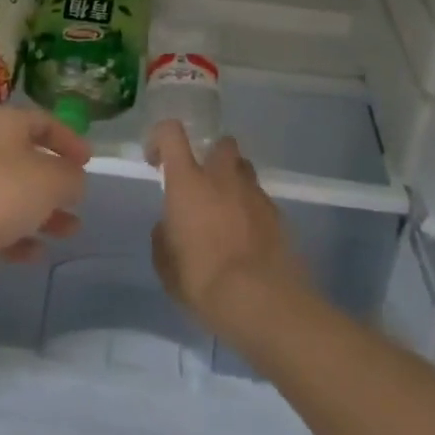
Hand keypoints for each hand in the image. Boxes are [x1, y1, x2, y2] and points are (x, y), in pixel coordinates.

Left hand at [0, 106, 90, 266]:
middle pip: (28, 159)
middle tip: (79, 201)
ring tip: (69, 232)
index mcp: (7, 123)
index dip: (69, 140)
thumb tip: (75, 180)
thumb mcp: (50, 181)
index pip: (45, 122)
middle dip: (57, 182)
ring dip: (42, 212)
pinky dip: (16, 235)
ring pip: (13, 193)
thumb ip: (71, 179)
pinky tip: (35, 254)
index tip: (89, 161)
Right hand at [148, 121, 310, 337]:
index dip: (160, 138)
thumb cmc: (204, 280)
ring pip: (244, 170)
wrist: (263, 301)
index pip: (171, 133)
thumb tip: (167, 227)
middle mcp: (222, 177)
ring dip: (234, 183)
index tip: (156, 160)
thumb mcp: (167, 267)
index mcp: (189, 182)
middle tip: (203, 186)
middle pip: (221, 144)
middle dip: (212, 157)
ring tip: (227, 214)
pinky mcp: (278, 214)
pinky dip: (252, 211)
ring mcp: (254, 193)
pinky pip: (260, 201)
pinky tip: (248, 240)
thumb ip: (164, 238)